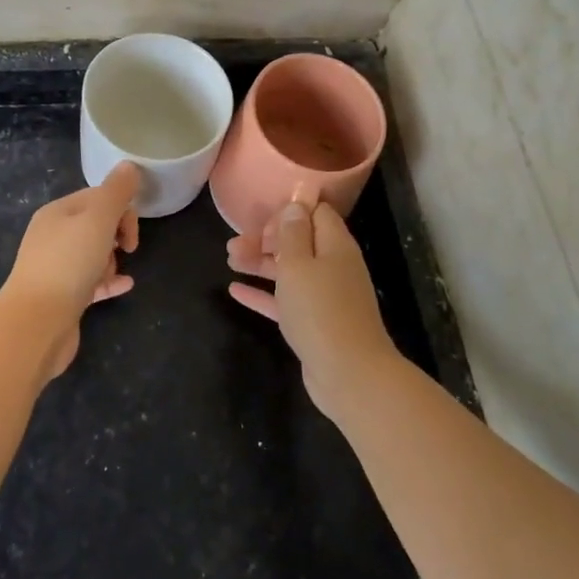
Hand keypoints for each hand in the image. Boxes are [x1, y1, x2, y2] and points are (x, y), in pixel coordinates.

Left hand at [0, 162, 140, 377]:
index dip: (121, 209)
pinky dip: (109, 281)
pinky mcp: (62, 296)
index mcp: (57, 213)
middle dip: (117, 234)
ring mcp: (55, 267)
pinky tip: (125, 285)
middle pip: (95, 225)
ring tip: (113, 273)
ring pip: (93, 254)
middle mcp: (52, 236)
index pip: (97, 197)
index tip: (131, 232)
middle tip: (127, 249)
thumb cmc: (68, 263)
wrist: (36, 323)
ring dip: (111, 260)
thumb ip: (116, 192)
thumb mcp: (98, 219)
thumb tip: (129, 165)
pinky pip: (91, 282)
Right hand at [227, 199, 400, 417]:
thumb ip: (293, 233)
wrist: (348, 374)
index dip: (289, 211)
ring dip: (260, 263)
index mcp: (335, 245)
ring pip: (289, 271)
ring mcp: (325, 297)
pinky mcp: (314, 323)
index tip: (262, 219)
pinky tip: (235, 291)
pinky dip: (263, 294)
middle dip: (266, 239)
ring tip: (229, 259)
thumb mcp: (298, 264)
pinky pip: (286, 301)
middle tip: (234, 244)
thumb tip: (295, 204)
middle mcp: (333, 266)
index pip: (316, 213)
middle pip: (298, 243)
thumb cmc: (320, 310)